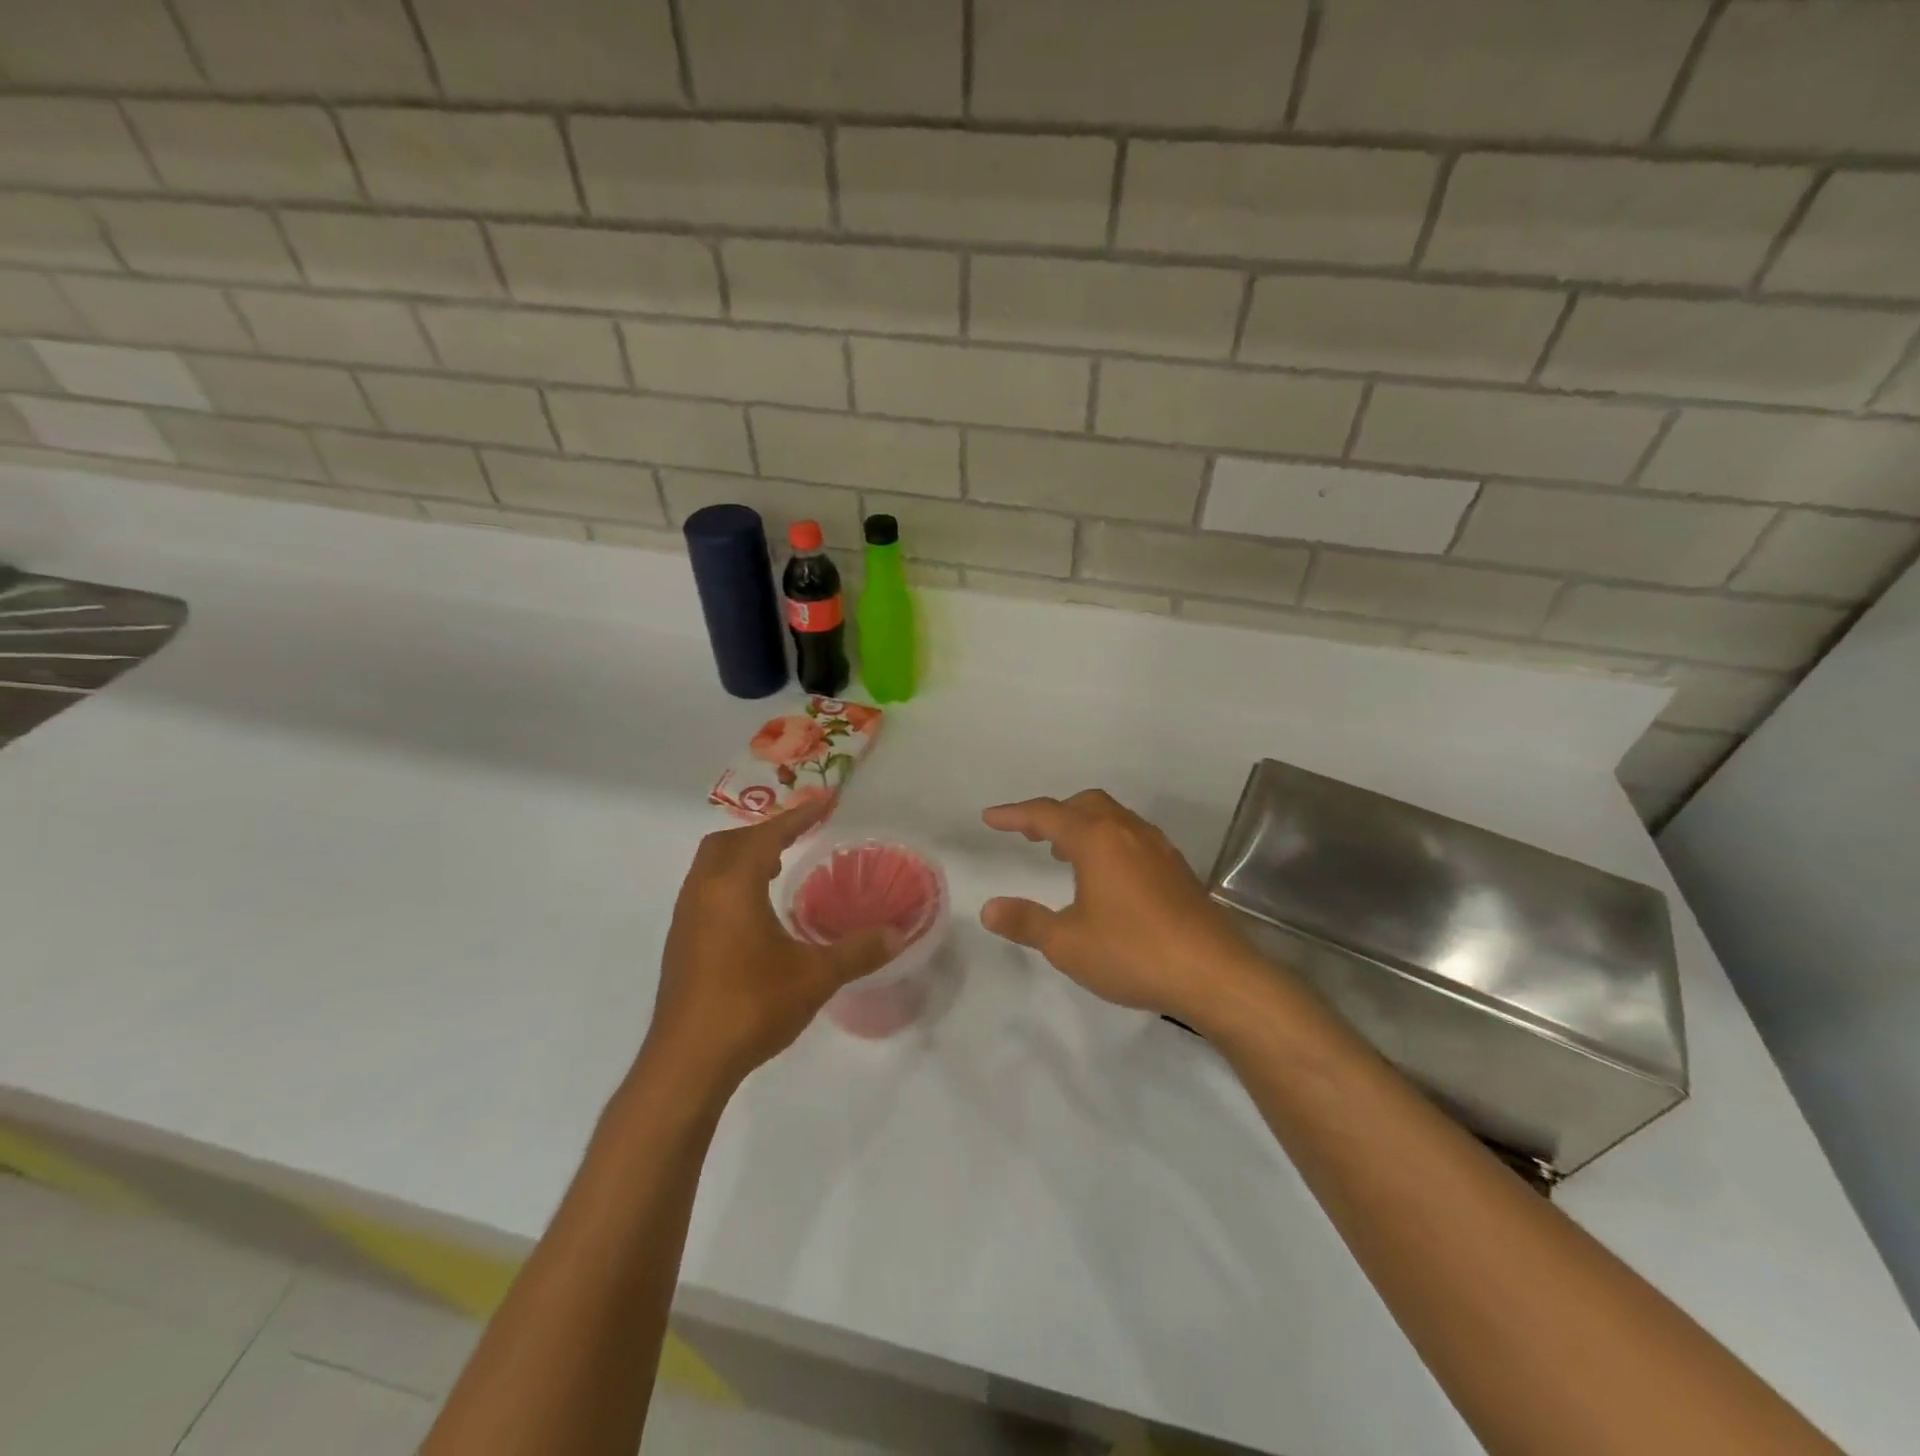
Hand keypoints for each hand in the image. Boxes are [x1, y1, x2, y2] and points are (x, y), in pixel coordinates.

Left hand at [643, 799, 899, 1094]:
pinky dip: (731, 882)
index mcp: (732, 887)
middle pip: (729, 841)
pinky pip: (705, 891)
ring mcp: (685, 918)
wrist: (687, 1063)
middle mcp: (702, 892)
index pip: (767, 835)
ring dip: (744, 856)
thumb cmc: (751, 1006)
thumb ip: (857, 951)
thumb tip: (898, 935)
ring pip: (712, 866)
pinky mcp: (680, 943)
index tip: (825, 800)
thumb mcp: (814, 977)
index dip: (799, 815)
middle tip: (799, 836)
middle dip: (764, 832)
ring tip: (778, 867)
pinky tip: (755, 914)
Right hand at [980, 790, 1260, 1022]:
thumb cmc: (1133, 952)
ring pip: (1113, 818)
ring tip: (1064, 854)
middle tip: (1030, 835)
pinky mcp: (1177, 869)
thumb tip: (989, 908)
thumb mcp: (1068, 943)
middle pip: (1084, 805)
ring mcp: (1158, 848)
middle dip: (1053, 814)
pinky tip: (1106, 877)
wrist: (1214, 973)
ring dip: (1083, 826)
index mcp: (1097, 840)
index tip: (990, 818)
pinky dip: (1108, 842)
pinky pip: (1132, 837)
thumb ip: (1026, 921)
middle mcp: (1128, 832)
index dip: (1014, 815)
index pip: (1046, 814)